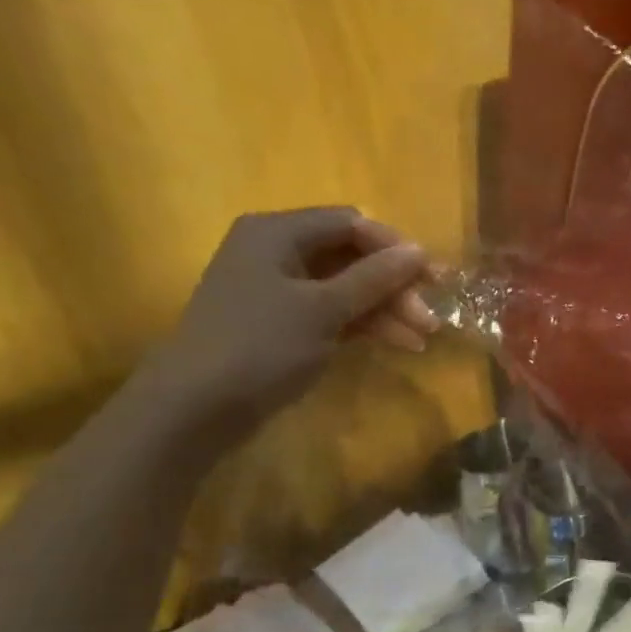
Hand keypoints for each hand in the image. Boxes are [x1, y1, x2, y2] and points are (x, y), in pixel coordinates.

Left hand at [135, 208, 435, 454]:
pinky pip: (334, 313)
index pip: (352, 223)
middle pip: (353, 257)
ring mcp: (279, 290)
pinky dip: (365, 325)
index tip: (434, 277)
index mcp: (278, 233)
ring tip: (423, 337)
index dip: (395, 248)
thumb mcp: (323, 309)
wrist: (196, 407)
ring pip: (347, 289)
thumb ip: (374, 277)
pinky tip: (399, 343)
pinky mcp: (283, 324)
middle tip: (430, 317)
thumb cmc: (260, 346)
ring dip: (386, 309)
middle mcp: (277, 252)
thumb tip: (419, 250)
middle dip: (395, 285)